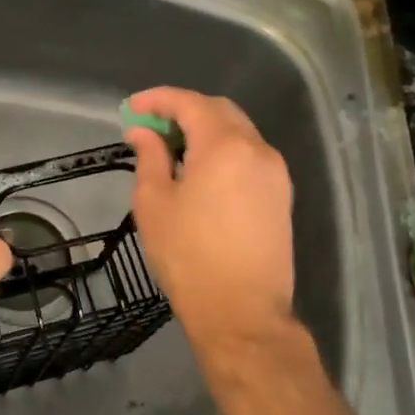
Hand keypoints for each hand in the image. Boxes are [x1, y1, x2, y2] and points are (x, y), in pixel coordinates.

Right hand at [123, 87, 295, 347]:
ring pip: (238, 131)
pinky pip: (250, 155)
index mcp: (224, 146)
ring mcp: (275, 172)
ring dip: (205, 129)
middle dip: (183, 110)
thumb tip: (143, 132)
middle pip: (219, 110)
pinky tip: (201, 170)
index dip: (157, 100)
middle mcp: (257, 149)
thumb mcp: (154, 203)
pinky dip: (223, 149)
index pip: (189, 103)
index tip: (132, 108)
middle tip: (151, 126)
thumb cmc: (189, 257)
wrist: (242, 314)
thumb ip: (149, 157)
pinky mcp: (282, 195)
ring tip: (172, 148)